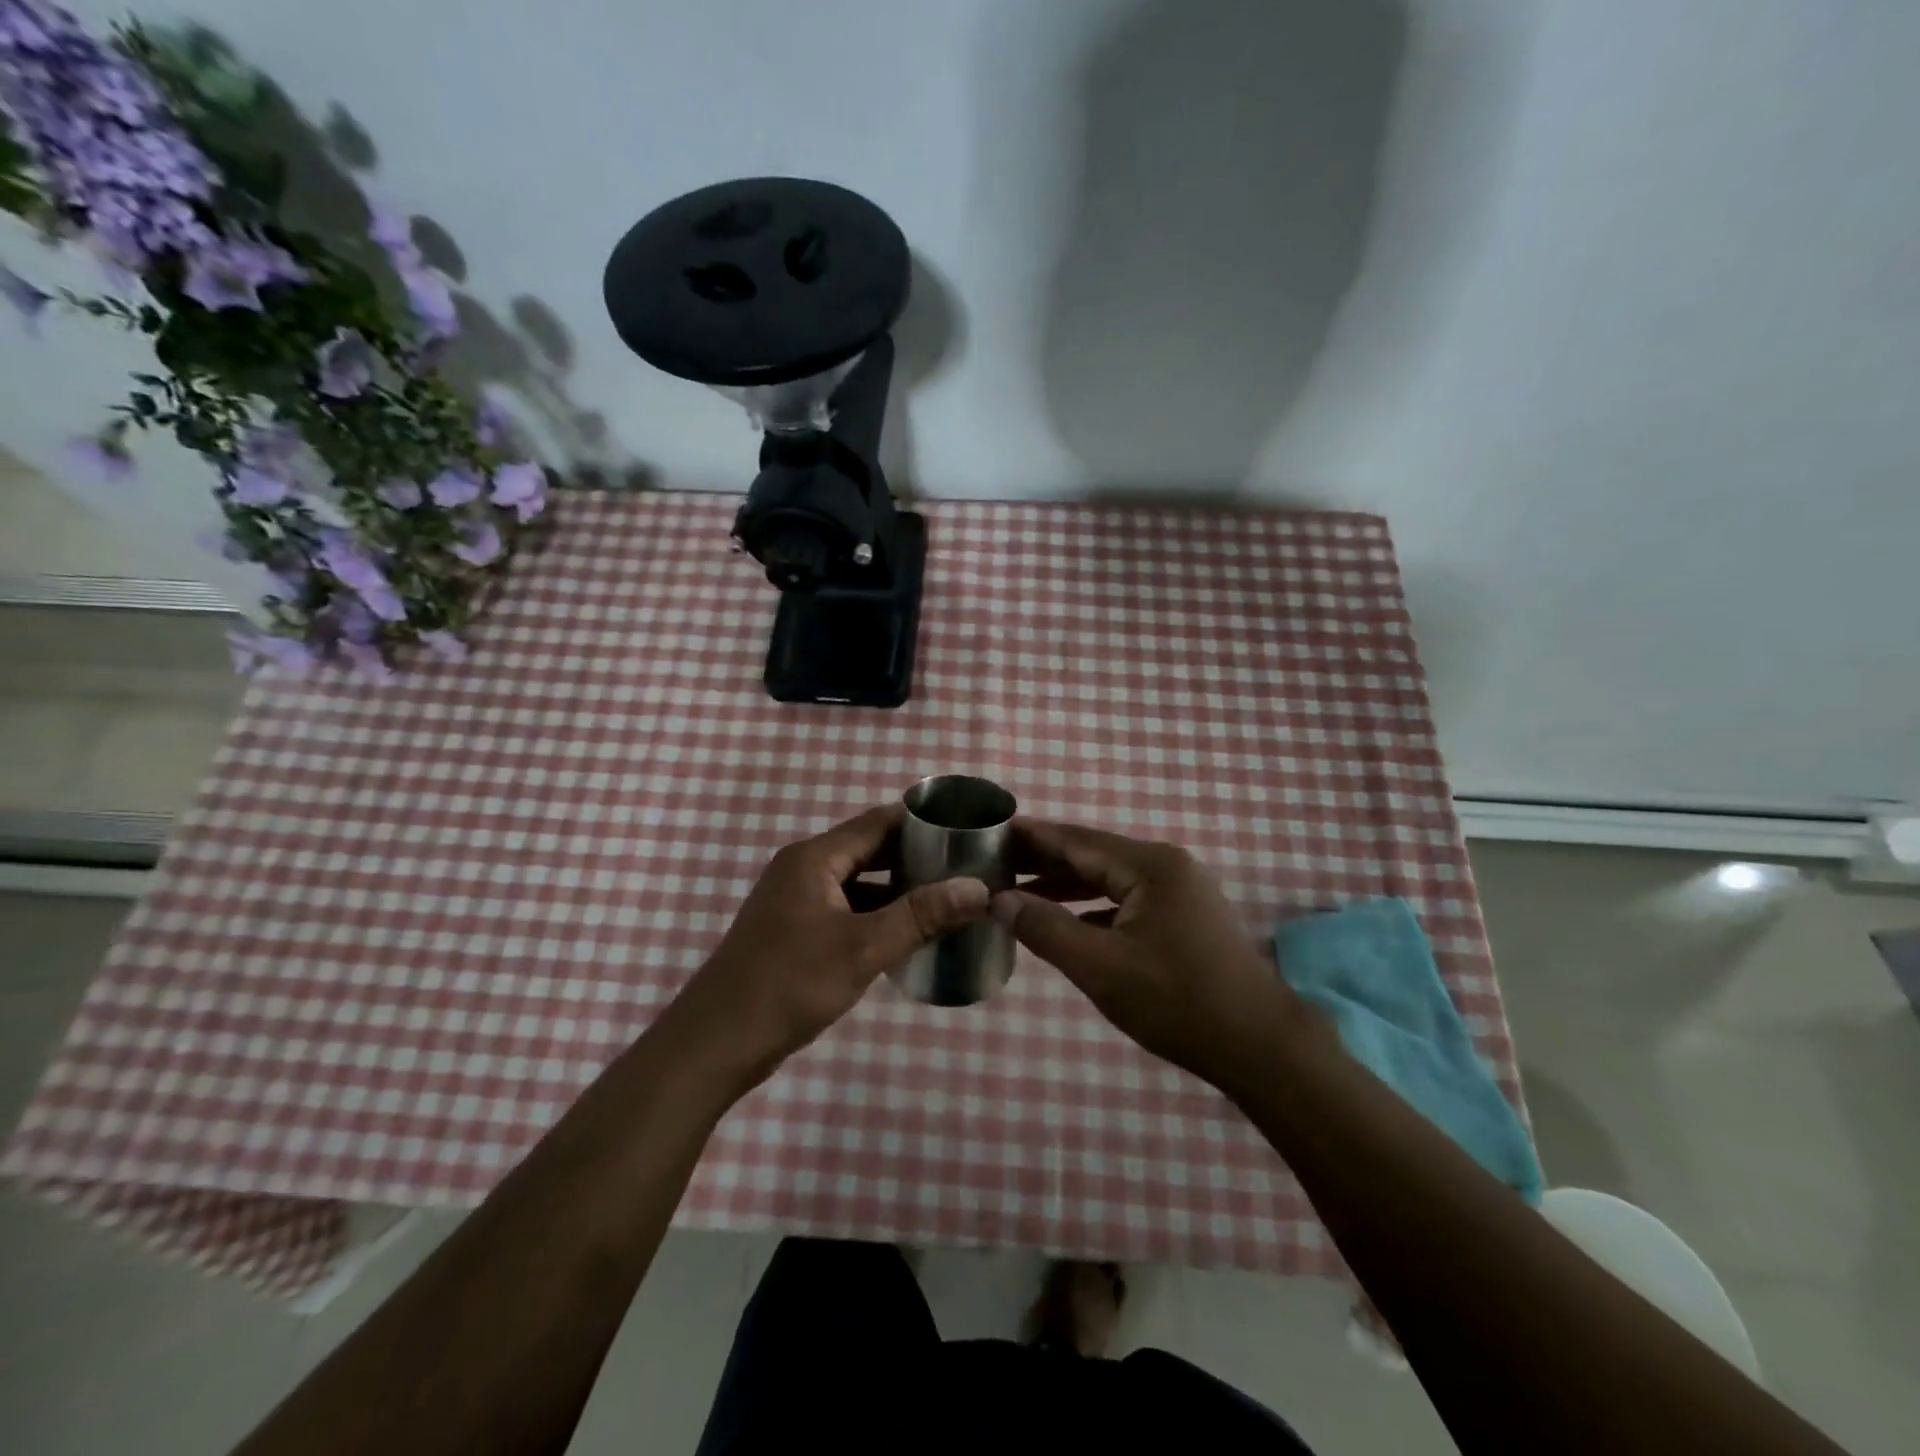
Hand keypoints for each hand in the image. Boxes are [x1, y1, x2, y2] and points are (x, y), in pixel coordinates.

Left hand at [665, 805, 990, 1089]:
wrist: (716, 1044)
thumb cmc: (788, 984)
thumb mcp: (862, 948)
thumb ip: (921, 915)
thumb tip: (978, 889)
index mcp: (815, 858)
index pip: (879, 822)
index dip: (924, 823)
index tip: (968, 832)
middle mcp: (805, 869)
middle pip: (871, 850)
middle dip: (918, 859)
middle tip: (968, 869)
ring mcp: (799, 902)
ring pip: (862, 883)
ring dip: (901, 891)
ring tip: (951, 900)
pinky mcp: (797, 932)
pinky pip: (849, 911)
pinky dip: (880, 916)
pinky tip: (912, 935)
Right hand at [993, 818, 1302, 1084]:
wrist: (1261, 1048)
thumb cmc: (1179, 1002)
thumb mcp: (1101, 968)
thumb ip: (1046, 929)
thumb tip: (999, 900)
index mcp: (1149, 865)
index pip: (1076, 840)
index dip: (1031, 837)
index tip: (990, 832)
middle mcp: (1165, 867)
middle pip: (1092, 855)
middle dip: (1043, 860)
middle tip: (994, 862)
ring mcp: (1179, 892)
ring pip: (1109, 880)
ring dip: (1065, 886)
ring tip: (1017, 891)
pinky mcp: (1184, 918)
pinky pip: (1126, 901)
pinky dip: (1092, 908)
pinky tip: (1064, 922)